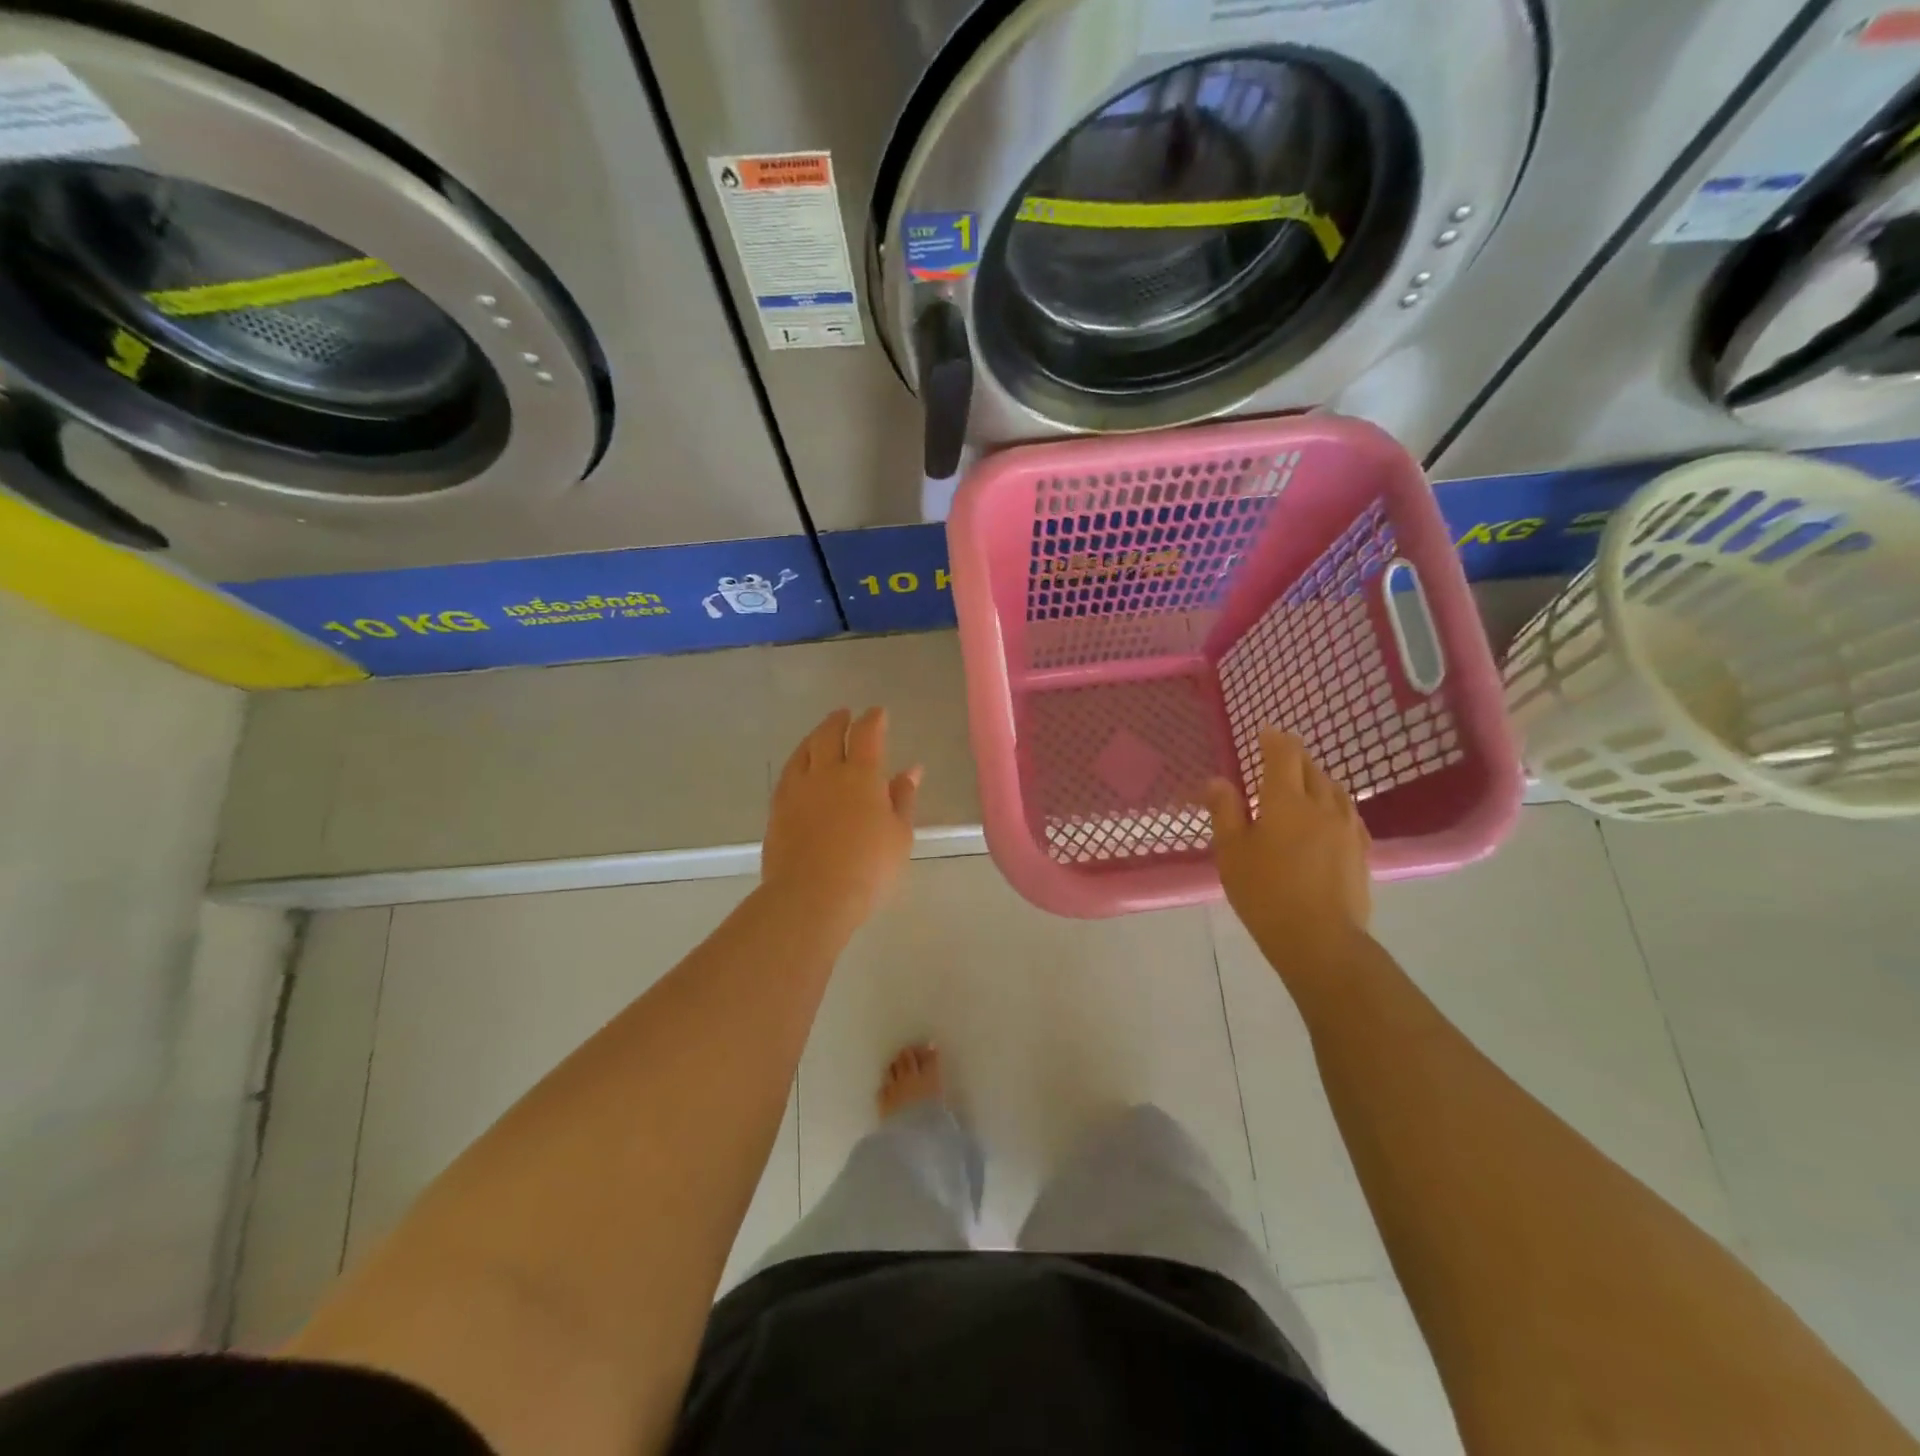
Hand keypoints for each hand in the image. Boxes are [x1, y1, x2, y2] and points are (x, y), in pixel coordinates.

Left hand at [762, 708, 920, 925]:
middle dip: (839, 721)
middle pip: (829, 734)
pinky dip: (798, 762)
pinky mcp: (777, 809)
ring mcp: (797, 789)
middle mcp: (826, 772)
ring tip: (820, 735)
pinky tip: (800, 768)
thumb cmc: (868, 867)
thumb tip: (911, 770)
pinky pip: (788, 774)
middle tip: (845, 714)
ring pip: (804, 750)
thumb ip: (903, 798)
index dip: (873, 719)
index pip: (867, 734)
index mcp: (861, 775)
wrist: (812, 895)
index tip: (878, 712)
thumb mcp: (899, 834)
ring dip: (815, 737)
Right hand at [1205, 729, 1371, 965]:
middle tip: (1279, 755)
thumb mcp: (1232, 852)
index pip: (1284, 756)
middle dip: (1294, 756)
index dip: (1274, 739)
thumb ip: (1225, 811)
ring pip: (1334, 789)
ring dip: (1317, 777)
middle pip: (1311, 768)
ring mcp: (1347, 828)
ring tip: (1303, 781)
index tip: (1265, 732)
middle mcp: (1322, 805)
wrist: (1320, 940)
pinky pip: (1348, 812)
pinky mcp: (1361, 851)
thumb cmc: (1265, 893)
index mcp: (1286, 801)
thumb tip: (1217, 780)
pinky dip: (1334, 802)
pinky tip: (1329, 814)